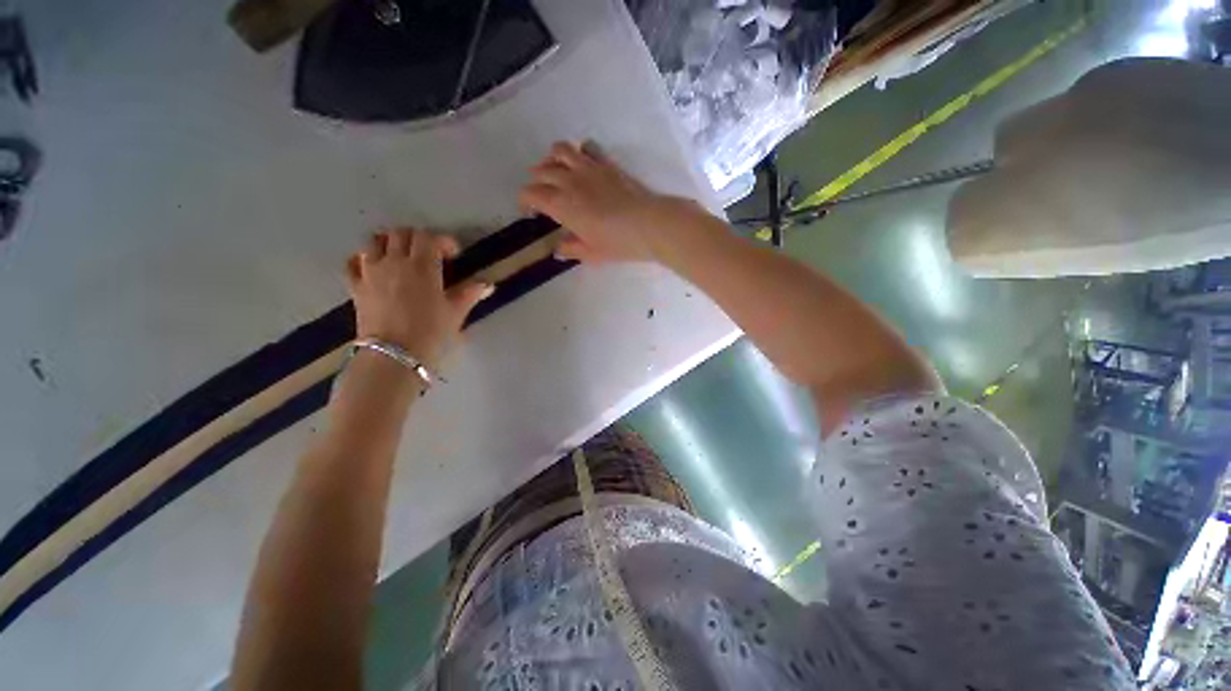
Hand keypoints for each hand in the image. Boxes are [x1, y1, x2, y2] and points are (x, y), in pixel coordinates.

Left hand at [345, 229, 491, 370]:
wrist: (394, 355)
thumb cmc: (431, 333)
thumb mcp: (455, 313)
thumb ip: (470, 293)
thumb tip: (488, 284)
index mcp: (422, 266)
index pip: (429, 238)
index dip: (443, 241)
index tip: (454, 255)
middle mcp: (394, 262)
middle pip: (401, 234)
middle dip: (418, 238)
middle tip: (430, 254)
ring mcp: (370, 272)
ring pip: (375, 242)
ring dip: (390, 243)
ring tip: (402, 257)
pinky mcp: (356, 286)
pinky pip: (353, 262)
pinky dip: (363, 258)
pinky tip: (373, 267)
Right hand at [519, 141, 704, 263]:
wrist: (649, 224)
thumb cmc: (617, 243)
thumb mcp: (591, 253)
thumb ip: (571, 249)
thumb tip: (558, 250)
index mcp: (561, 204)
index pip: (530, 194)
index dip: (525, 202)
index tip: (530, 212)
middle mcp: (569, 180)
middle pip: (541, 171)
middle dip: (536, 182)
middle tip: (541, 195)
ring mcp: (588, 168)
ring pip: (560, 150)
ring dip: (552, 159)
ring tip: (556, 172)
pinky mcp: (607, 163)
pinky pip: (587, 147)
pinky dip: (579, 151)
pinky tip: (583, 163)